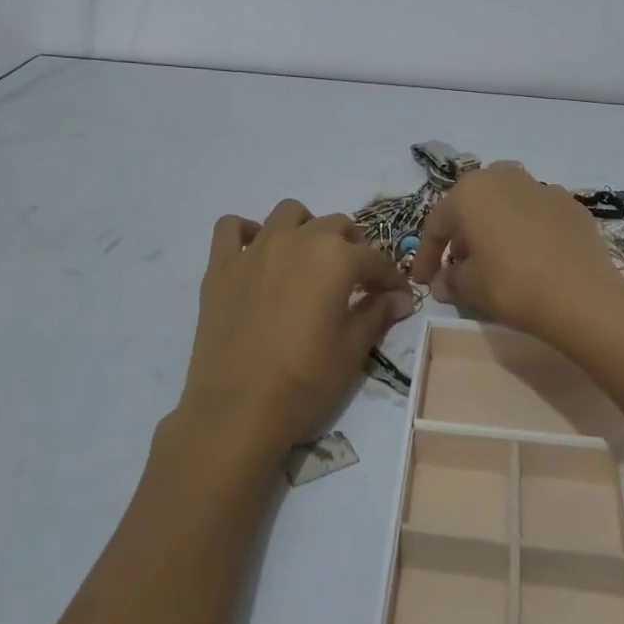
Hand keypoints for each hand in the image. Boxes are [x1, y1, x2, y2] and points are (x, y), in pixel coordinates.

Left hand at [174, 200, 414, 470]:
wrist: (238, 409)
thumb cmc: (305, 381)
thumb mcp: (353, 349)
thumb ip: (378, 313)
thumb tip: (402, 298)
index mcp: (336, 258)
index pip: (375, 258)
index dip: (390, 278)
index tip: (397, 296)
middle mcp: (298, 240)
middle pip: (335, 226)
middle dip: (352, 248)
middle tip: (354, 281)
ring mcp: (255, 249)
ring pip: (288, 213)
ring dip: (306, 228)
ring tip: (308, 259)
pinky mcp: (221, 266)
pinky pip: (231, 227)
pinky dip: (247, 232)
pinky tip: (256, 255)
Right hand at [410, 163, 623, 343]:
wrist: (581, 295)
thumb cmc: (511, 284)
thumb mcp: (470, 287)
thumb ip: (451, 279)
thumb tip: (444, 282)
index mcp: (471, 191)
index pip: (438, 223)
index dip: (427, 255)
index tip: (423, 281)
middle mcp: (505, 177)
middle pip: (474, 206)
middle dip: (463, 235)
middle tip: (459, 266)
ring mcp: (543, 187)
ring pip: (507, 206)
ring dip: (496, 229)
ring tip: (496, 261)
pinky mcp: (572, 205)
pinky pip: (538, 216)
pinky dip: (528, 232)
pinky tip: (532, 258)